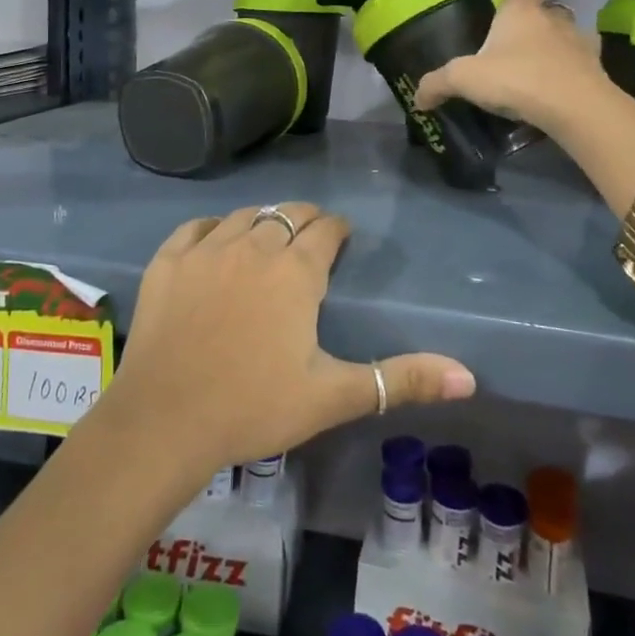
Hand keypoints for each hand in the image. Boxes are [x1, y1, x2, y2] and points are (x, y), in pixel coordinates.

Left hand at [104, 204, 476, 476]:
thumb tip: (470, 376)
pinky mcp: (167, 261)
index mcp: (295, 272)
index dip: (337, 230)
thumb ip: (400, 380)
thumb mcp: (333, 395)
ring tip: (269, 237)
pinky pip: (195, 228)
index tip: (342, 238)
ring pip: (244, 216)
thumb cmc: (254, 406)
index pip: (325, 229)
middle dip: (305, 221)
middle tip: (311, 239)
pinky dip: (212, 228)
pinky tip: (216, 240)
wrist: (164, 420)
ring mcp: (206, 250)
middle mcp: (253, 246)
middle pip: (286, 214)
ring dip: (262, 221)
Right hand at [415, 0, 609, 130]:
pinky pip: (577, 64)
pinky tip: (554, 89)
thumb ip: (440, 84)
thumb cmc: (520, 79)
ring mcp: (578, 43)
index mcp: (522, 11)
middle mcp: (553, 19)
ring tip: (533, 66)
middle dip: (531, 15)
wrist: (578, 110)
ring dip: (551, 44)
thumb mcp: (467, 79)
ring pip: (564, 35)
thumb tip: (419, 97)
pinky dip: (566, 71)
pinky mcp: (594, 71)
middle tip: (513, 34)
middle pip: (545, 6)